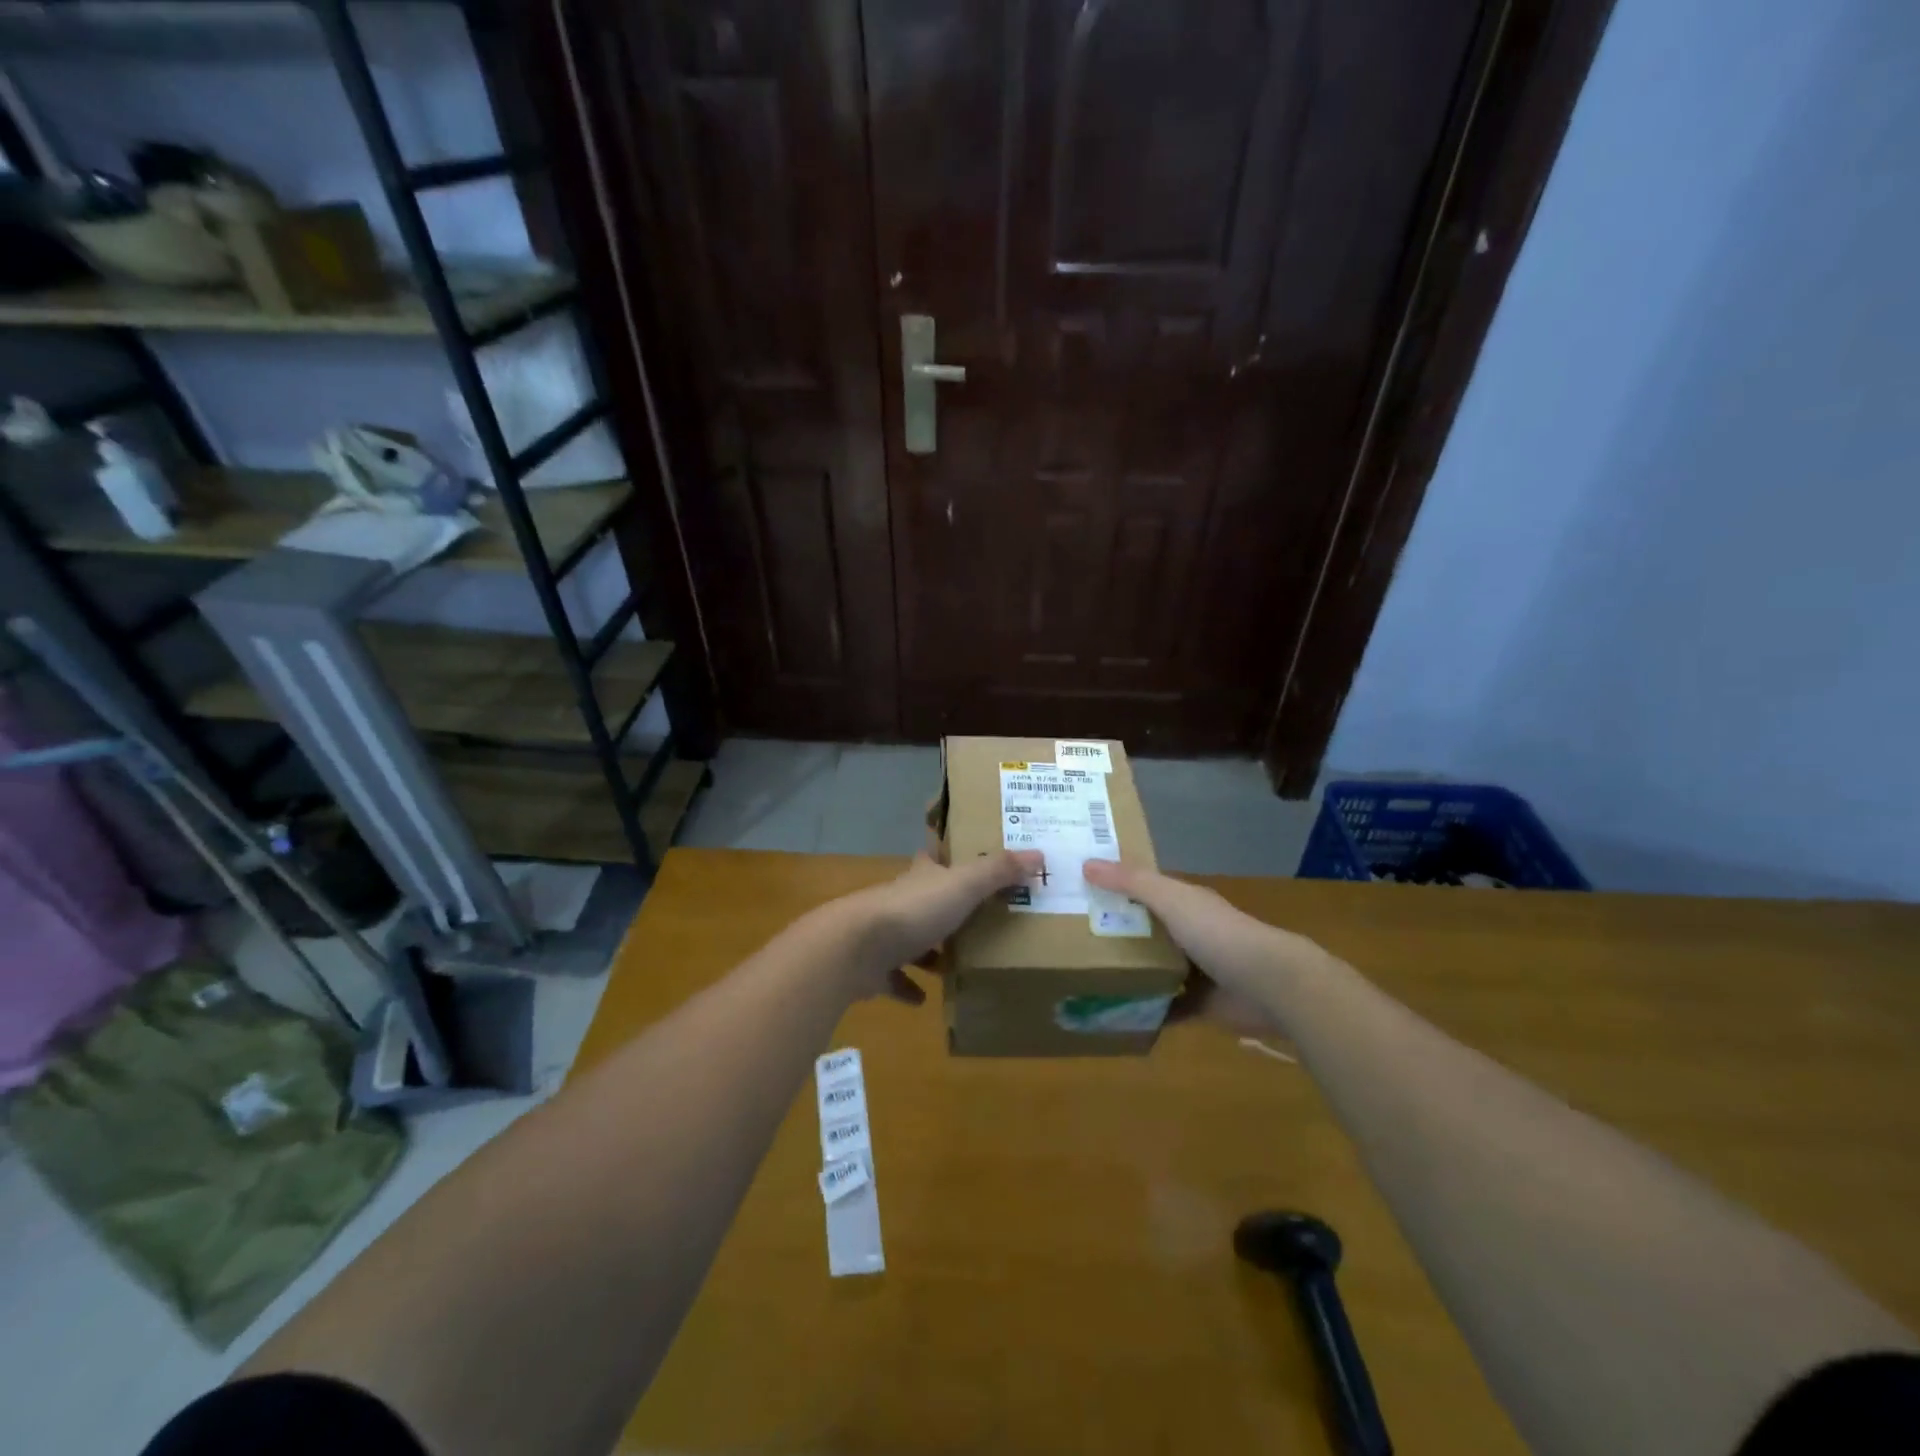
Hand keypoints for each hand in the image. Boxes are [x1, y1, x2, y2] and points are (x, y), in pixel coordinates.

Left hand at [844, 849, 1043, 1003]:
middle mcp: (901, 901)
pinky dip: (908, 988)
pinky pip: (893, 979)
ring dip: (928, 952)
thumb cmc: (913, 911)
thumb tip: (1039, 854)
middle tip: (975, 921)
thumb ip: (999, 871)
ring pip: (909, 940)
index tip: (962, 859)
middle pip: (924, 901)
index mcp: (921, 878)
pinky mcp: (872, 969)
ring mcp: (883, 935)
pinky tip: (924, 1000)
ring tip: (954, 964)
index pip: (934, 859)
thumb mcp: (964, 885)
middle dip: (945, 910)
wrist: (855, 948)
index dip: (946, 856)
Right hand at [1082, 859, 1327, 1033]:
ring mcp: (1196, 970)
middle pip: (1146, 929)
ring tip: (1083, 976)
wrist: (1270, 986)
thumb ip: (1131, 882)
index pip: (1143, 890)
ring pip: (1153, 967)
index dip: (1115, 887)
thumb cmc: (1218, 933)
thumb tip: (1086, 863)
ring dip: (1128, 971)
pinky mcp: (1200, 1004)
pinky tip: (1114, 1012)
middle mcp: (1190, 932)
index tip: (1078, 890)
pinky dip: (1145, 1008)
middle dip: (1115, 932)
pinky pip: (1165, 1005)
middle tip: (1069, 938)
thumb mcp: (1170, 899)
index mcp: (1185, 903)